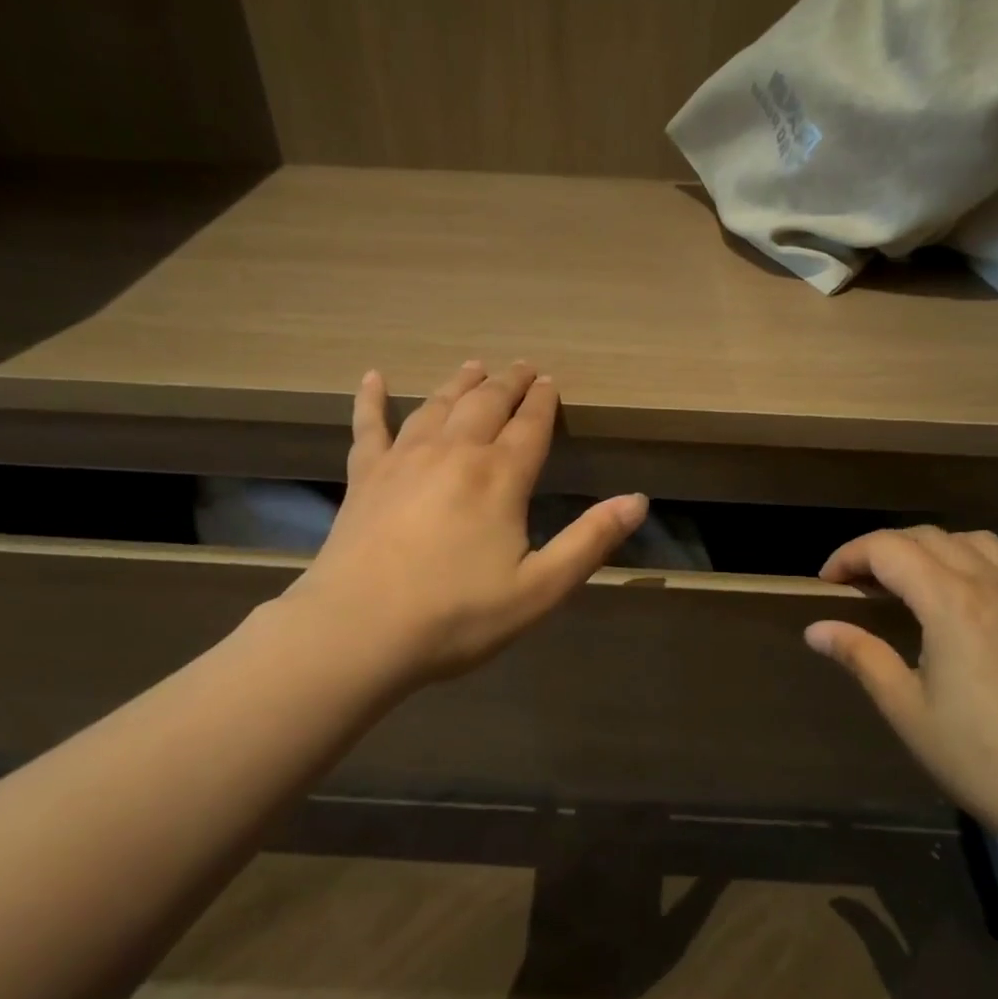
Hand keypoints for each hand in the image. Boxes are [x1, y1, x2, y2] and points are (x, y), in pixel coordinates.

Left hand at [293, 361, 646, 686]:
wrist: (359, 631)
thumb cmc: (457, 615)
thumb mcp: (540, 588)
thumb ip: (590, 541)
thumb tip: (638, 500)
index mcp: (499, 477)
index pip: (529, 425)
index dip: (543, 402)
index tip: (550, 382)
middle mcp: (454, 453)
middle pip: (486, 403)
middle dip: (508, 382)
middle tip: (521, 367)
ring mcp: (403, 459)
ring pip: (438, 406)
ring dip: (460, 383)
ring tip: (473, 367)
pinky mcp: (364, 476)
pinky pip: (369, 426)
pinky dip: (371, 399)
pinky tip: (373, 377)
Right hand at [803, 527, 997, 853]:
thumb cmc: (978, 757)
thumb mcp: (906, 708)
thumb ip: (860, 655)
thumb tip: (815, 629)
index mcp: (951, 602)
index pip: (888, 549)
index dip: (849, 556)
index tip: (827, 582)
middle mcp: (992, 584)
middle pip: (927, 537)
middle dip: (883, 549)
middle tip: (857, 584)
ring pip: (972, 541)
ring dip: (930, 548)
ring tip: (908, 582)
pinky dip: (973, 561)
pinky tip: (964, 597)